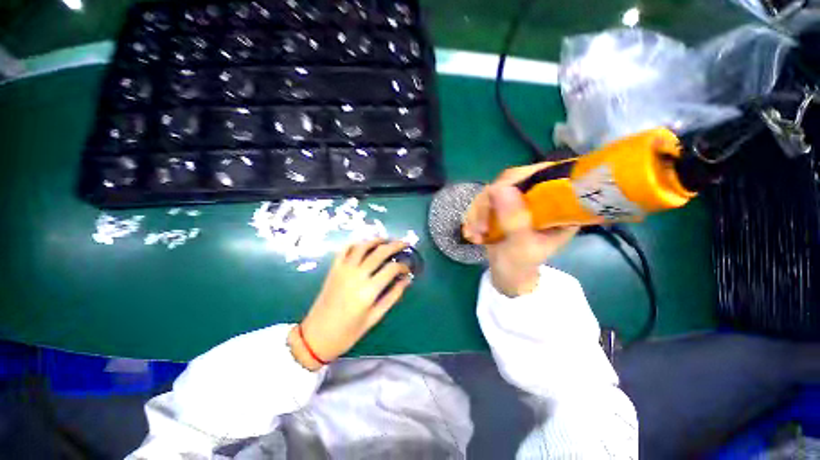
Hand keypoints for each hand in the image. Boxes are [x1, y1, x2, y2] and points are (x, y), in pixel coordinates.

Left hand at [288, 240, 411, 370]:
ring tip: (387, 240)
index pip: (391, 269)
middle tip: (405, 243)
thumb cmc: (348, 332)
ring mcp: (343, 270)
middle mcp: (356, 275)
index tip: (408, 268)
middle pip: (380, 252)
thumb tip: (407, 280)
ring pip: (363, 246)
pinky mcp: (333, 269)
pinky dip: (356, 243)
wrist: (316, 336)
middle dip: (396, 245)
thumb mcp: (375, 317)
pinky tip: (364, 244)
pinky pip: (345, 249)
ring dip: (377, 240)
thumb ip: (393, 296)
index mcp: (368, 291)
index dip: (403, 266)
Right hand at [463, 164, 578, 296]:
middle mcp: (539, 198)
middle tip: (480, 227)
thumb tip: (500, 188)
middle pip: (512, 180)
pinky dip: (473, 217)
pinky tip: (472, 233)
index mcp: (559, 207)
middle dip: (488, 203)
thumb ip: (515, 221)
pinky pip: (482, 201)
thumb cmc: (520, 266)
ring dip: (477, 213)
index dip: (521, 177)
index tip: (496, 196)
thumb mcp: (521, 247)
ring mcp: (518, 200)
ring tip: (475, 235)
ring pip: (492, 190)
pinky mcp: (502, 205)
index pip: (545, 175)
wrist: (507, 275)